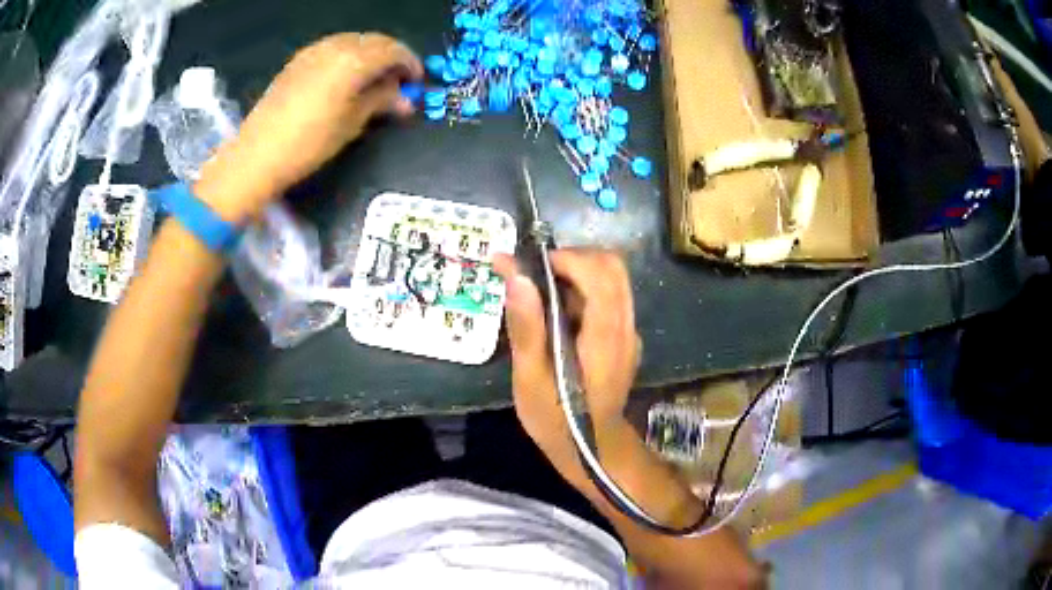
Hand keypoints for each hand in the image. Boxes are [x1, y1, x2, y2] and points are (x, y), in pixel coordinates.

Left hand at [196, 33, 422, 221]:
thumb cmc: (310, 143)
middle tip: (398, 81)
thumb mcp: (352, 123)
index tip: (416, 81)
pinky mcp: (298, 61)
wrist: (258, 155)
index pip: (393, 50)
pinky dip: (348, 56)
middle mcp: (335, 46)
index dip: (410, 63)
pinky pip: (333, 47)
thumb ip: (381, 101)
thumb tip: (406, 98)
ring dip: (370, 54)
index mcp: (353, 60)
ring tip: (373, 80)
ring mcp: (313, 51)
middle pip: (374, 41)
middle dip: (391, 56)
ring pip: (353, 41)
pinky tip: (347, 77)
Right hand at [493, 249, 641, 482]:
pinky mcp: (625, 339)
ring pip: (613, 279)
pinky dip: (585, 290)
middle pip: (612, 266)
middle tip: (537, 276)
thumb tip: (516, 276)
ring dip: (578, 273)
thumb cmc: (557, 419)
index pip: (598, 271)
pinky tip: (560, 316)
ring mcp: (629, 332)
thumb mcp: (531, 379)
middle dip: (573, 259)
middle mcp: (625, 326)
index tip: (529, 268)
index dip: (564, 258)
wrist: (593, 450)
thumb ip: (527, 327)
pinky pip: (611, 297)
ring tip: (543, 294)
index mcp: (604, 334)